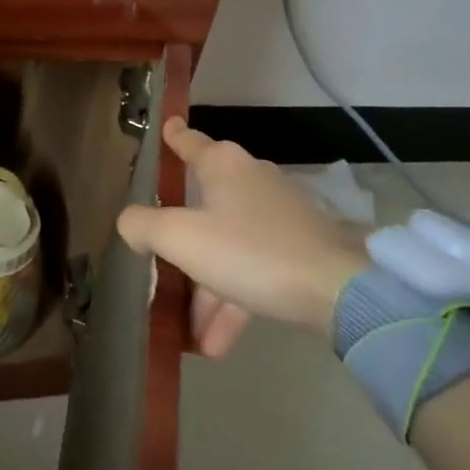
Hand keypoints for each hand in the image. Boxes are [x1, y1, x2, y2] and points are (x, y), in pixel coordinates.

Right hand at [118, 117, 369, 354]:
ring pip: (228, 247)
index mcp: (223, 166)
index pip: (190, 142)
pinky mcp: (300, 250)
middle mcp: (251, 181)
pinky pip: (254, 271)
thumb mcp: (181, 239)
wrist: (339, 292)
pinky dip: (234, 301)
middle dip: (181, 245)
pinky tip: (217, 344)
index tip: (167, 126)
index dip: (174, 136)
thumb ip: (144, 226)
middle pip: (204, 206)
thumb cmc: (249, 251)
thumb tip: (130, 223)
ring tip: (191, 334)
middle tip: (159, 267)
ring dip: (207, 290)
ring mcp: (279, 217)